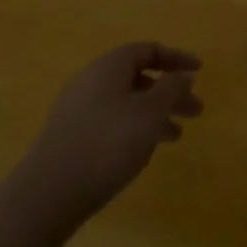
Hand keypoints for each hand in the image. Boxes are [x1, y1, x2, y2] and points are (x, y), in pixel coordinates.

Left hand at [16, 42, 202, 223]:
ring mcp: (77, 110)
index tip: (199, 72)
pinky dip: (134, 128)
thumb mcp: (150, 113)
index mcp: (110, 66)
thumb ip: (172, 88)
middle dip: (170, 92)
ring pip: (126, 102)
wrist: (47, 196)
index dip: (177, 58)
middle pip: (139, 77)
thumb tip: (183, 74)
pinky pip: (111, 121)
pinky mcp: (69, 137)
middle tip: (195, 111)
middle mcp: (91, 80)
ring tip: (176, 137)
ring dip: (154, 114)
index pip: (149, 50)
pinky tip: (143, 150)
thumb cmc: (107, 143)